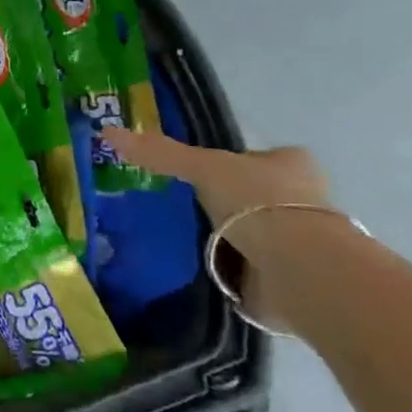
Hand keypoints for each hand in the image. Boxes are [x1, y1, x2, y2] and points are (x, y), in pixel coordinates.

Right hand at [102, 126, 334, 327]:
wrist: (299, 268)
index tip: (201, 172)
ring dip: (230, 238)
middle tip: (185, 203)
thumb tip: (107, 132)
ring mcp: (301, 243)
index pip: (260, 156)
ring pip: (256, 232)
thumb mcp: (201, 166)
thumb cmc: (257, 202)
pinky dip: (233, 270)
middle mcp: (304, 200)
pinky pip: (254, 268)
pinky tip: (205, 269)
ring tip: (186, 237)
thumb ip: (159, 152)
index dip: (234, 161)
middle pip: (257, 194)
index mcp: (292, 164)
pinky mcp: (292, 278)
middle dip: (229, 201)